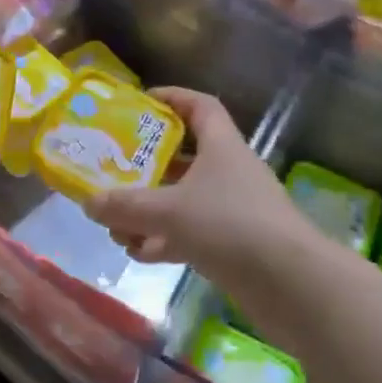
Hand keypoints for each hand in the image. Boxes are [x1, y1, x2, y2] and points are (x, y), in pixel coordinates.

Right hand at [86, 87, 309, 284]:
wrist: (292, 285)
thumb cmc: (229, 225)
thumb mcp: (169, 210)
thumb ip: (126, 206)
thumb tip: (88, 202)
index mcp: (221, 145)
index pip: (199, 106)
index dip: (172, 97)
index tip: (140, 102)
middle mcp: (228, 171)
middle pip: (185, 155)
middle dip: (148, 163)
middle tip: (114, 167)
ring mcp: (234, 209)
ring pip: (185, 199)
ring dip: (151, 209)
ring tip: (115, 222)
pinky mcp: (235, 245)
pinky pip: (192, 233)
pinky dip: (165, 240)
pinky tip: (137, 253)